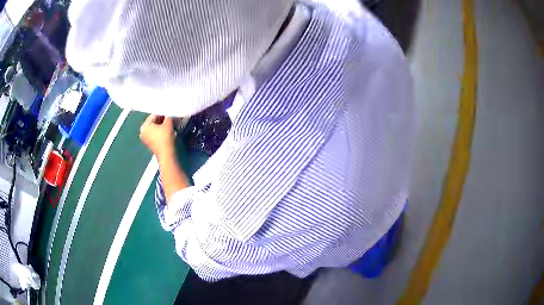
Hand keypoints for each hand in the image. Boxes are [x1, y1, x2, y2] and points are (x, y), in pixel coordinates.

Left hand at [140, 115, 175, 158]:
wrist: (167, 154)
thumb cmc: (165, 138)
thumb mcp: (168, 123)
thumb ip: (168, 115)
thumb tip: (170, 112)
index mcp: (144, 126)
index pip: (154, 115)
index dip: (163, 113)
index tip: (171, 113)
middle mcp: (143, 132)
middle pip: (154, 121)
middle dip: (163, 119)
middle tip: (172, 118)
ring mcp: (146, 139)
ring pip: (155, 128)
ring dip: (163, 125)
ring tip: (171, 124)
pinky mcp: (150, 144)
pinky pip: (156, 134)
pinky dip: (161, 131)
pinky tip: (168, 131)